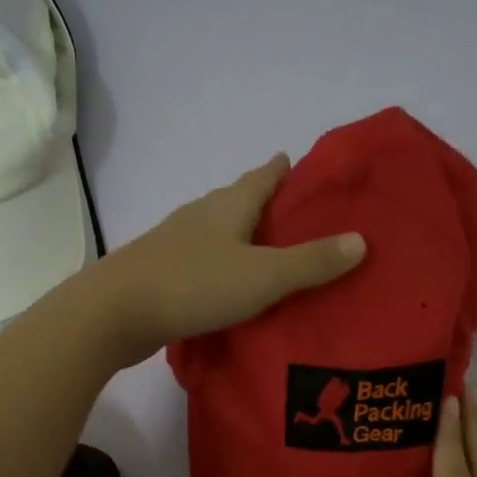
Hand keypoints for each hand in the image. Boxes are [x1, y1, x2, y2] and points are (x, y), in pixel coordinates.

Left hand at [80, 154, 364, 367]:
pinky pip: (201, 261)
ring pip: (217, 231)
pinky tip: (228, 285)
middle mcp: (200, 216)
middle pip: (237, 200)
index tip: (299, 163)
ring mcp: (175, 243)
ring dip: (240, 236)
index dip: (282, 169)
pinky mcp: (160, 272)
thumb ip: (311, 262)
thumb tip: (361, 240)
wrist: (115, 312)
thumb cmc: (194, 285)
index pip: (262, 176)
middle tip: (293, 214)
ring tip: (266, 251)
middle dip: (263, 202)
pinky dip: (221, 265)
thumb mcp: (263, 275)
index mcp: (227, 206)